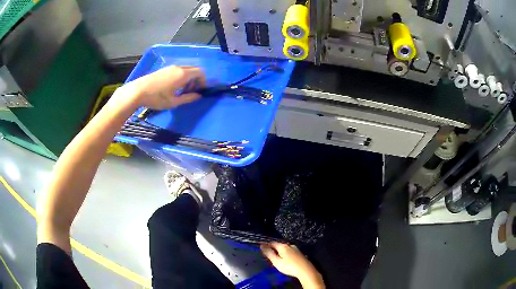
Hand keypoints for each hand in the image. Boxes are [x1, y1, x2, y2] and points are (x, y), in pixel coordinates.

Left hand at [118, 65, 205, 109]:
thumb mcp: (173, 102)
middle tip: (192, 91)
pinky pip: (179, 70)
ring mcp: (171, 67)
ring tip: (182, 91)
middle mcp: (179, 68)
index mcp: (183, 74)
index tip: (200, 91)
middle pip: (194, 69)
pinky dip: (182, 76)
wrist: (138, 91)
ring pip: (186, 69)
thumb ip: (188, 98)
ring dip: (189, 78)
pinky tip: (174, 87)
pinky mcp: (165, 69)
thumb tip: (198, 96)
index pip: (200, 72)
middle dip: (197, 80)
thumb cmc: (156, 98)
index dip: (203, 81)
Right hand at [261, 242, 324, 288]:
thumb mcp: (276, 261)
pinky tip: (285, 259)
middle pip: (279, 245)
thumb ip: (269, 253)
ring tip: (276, 257)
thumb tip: (262, 245)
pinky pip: (290, 251)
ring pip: (285, 248)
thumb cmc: (289, 266)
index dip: (266, 244)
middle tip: (268, 253)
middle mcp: (290, 245)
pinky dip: (285, 254)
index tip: (261, 247)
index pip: (272, 242)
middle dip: (273, 248)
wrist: (305, 270)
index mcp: (283, 246)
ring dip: (280, 251)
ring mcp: (296, 249)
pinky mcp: (299, 253)